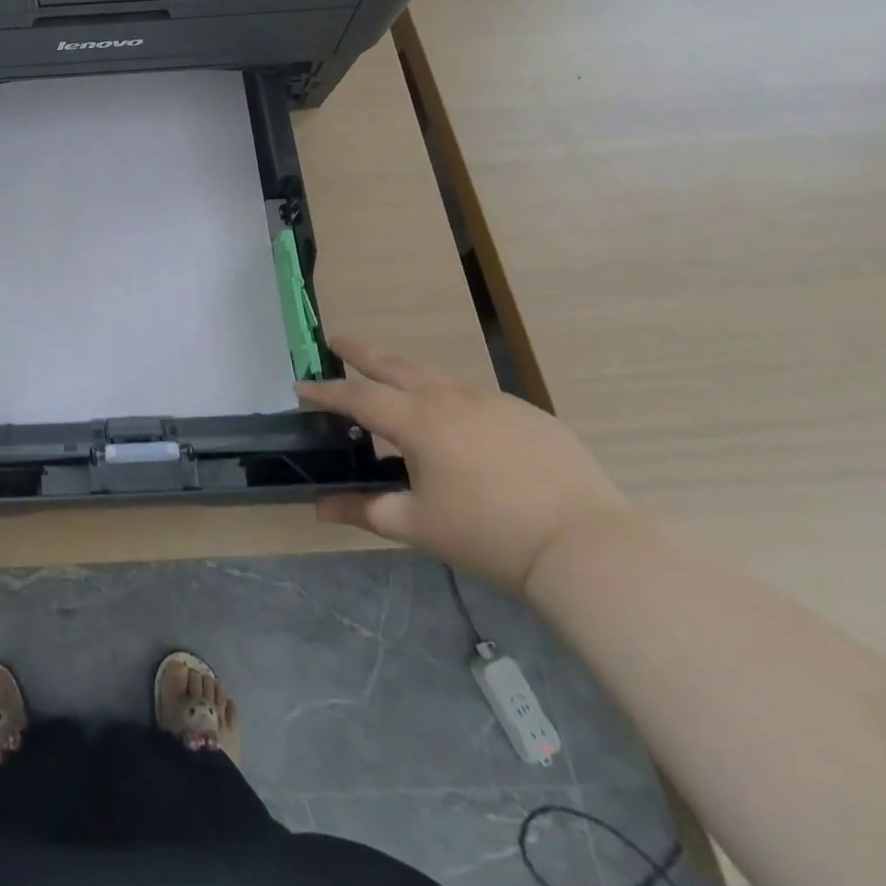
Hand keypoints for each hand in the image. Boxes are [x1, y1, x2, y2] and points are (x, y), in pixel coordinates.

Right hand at [298, 336, 635, 595]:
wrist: (585, 546)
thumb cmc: (488, 535)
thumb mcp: (416, 526)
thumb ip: (363, 510)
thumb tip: (319, 508)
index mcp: (417, 421)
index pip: (357, 397)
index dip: (325, 392)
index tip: (300, 384)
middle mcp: (450, 398)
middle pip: (395, 366)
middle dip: (361, 352)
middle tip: (337, 340)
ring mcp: (493, 402)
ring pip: (437, 379)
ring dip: (407, 375)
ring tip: (394, 385)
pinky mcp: (528, 414)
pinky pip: (477, 400)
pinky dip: (453, 402)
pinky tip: (462, 430)